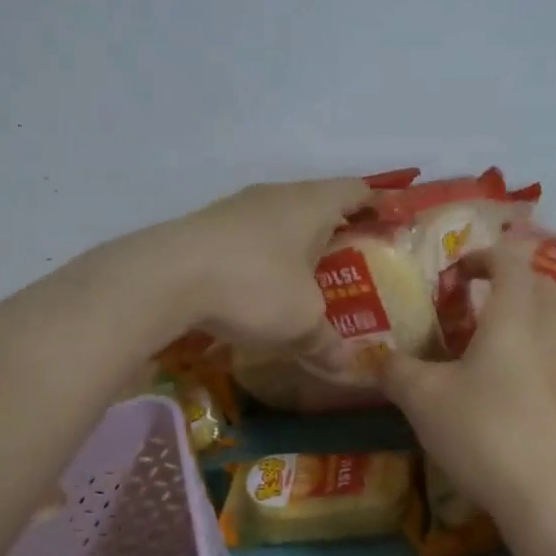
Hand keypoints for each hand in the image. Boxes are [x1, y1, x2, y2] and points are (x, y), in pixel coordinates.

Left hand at [145, 178, 371, 354]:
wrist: (165, 277)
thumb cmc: (254, 286)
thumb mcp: (301, 321)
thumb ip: (327, 341)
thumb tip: (345, 365)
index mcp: (312, 203)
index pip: (357, 189)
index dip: (377, 204)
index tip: (390, 223)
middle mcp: (277, 194)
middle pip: (318, 202)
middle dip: (335, 230)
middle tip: (351, 262)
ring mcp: (238, 207)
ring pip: (280, 219)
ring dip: (295, 244)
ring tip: (305, 279)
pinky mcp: (207, 226)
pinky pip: (250, 235)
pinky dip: (263, 256)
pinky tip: (258, 287)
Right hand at [380, 250, 555, 529]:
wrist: (552, 496)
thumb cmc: (485, 429)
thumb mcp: (424, 397)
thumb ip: (396, 370)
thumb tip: (378, 359)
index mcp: (515, 312)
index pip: (509, 260)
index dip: (481, 257)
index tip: (453, 273)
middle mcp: (549, 329)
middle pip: (539, 284)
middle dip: (507, 280)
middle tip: (470, 299)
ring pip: (550, 320)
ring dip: (520, 316)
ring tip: (480, 341)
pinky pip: (552, 354)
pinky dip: (528, 349)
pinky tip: (499, 383)